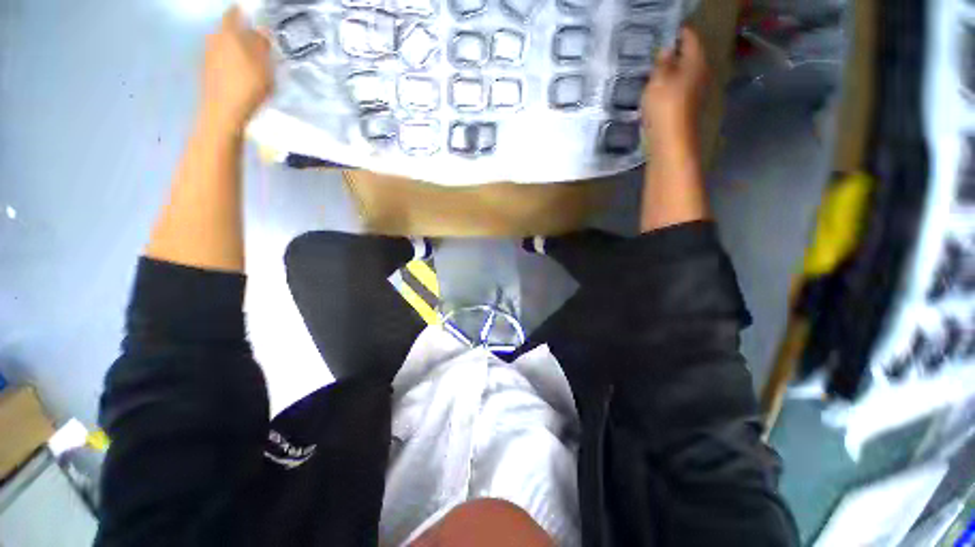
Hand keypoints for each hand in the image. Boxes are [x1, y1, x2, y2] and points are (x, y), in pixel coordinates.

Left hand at [201, 7, 272, 131]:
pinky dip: (229, 62)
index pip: (234, 14)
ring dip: (234, 49)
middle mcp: (214, 39)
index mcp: (229, 33)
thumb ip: (263, 46)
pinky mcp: (206, 71)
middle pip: (227, 30)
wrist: (223, 112)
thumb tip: (261, 31)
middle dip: (240, 34)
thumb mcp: (264, 66)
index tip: (253, 18)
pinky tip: (239, 74)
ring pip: (223, 45)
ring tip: (249, 61)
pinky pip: (219, 59)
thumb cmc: (248, 86)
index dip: (243, 13)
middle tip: (256, 44)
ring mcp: (207, 55)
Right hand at [641, 28, 708, 154]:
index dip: (678, 32)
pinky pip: (678, 89)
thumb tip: (667, 50)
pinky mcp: (686, 108)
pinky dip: (669, 86)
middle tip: (655, 50)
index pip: (690, 37)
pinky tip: (656, 91)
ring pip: (684, 73)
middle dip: (674, 52)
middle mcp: (701, 73)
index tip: (663, 31)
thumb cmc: (665, 106)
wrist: (670, 141)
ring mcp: (695, 92)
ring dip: (671, 71)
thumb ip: (662, 62)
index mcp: (696, 61)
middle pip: (689, 56)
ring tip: (653, 70)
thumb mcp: (658, 80)